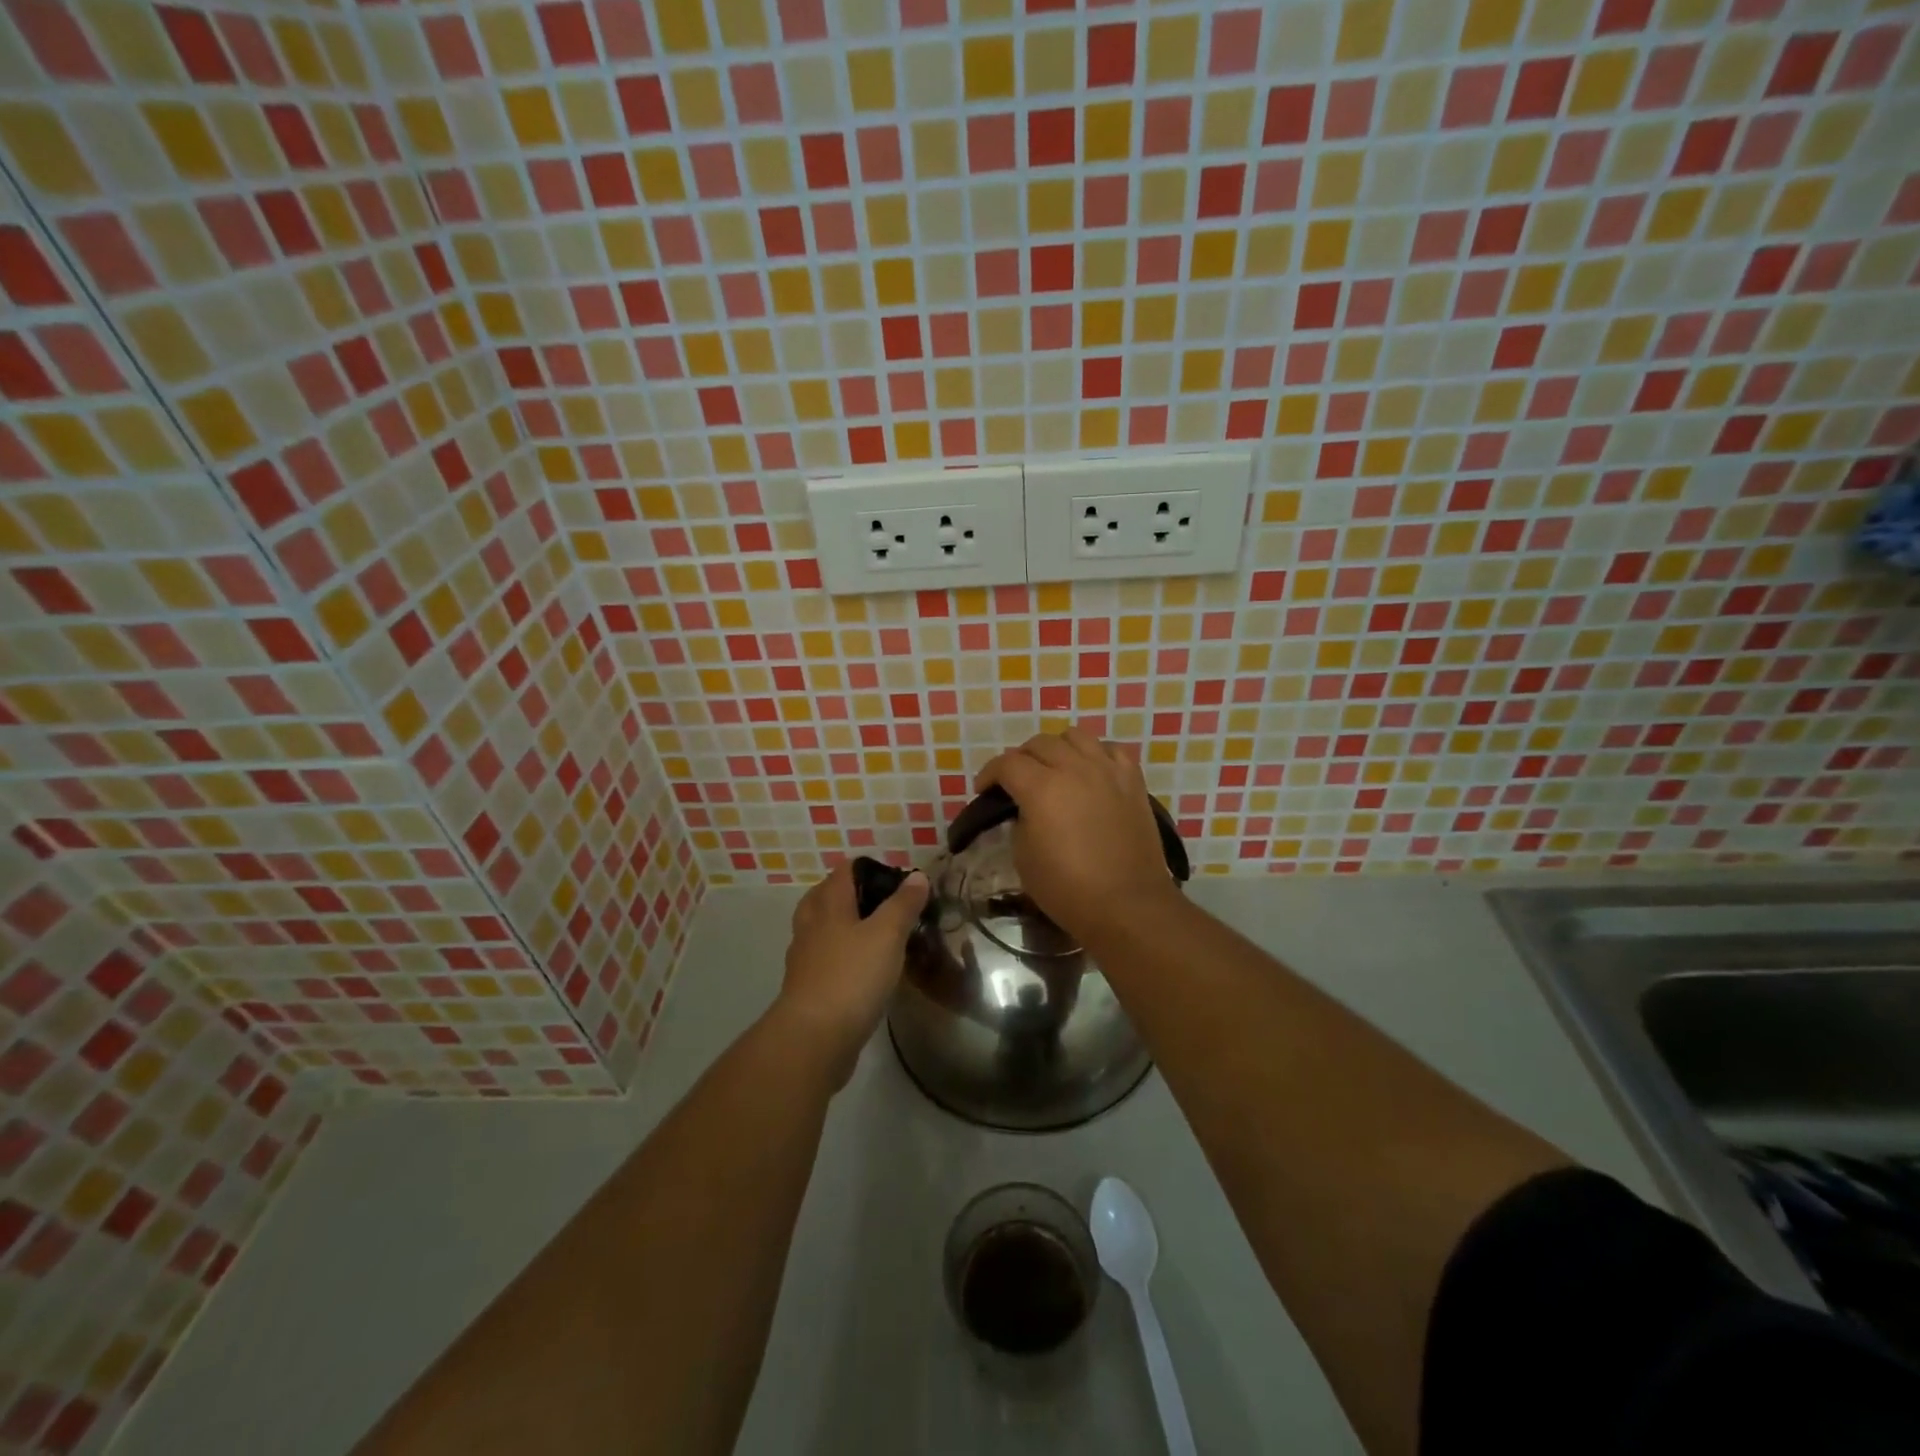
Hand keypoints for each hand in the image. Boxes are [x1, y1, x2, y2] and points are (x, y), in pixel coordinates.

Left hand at [775, 861, 928, 1084]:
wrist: (814, 1038)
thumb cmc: (852, 976)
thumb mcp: (887, 935)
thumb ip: (903, 904)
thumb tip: (916, 876)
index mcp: (829, 906)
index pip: (844, 871)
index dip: (867, 868)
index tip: (895, 879)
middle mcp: (811, 926)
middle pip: (824, 897)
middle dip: (849, 894)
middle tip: (880, 903)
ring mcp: (804, 959)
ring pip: (821, 930)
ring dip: (842, 926)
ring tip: (871, 934)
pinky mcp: (806, 989)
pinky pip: (823, 960)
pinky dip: (839, 956)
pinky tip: (859, 969)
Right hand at [976, 728, 1180, 943]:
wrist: (1127, 905)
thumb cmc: (1068, 888)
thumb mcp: (1023, 857)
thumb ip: (1019, 821)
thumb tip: (1027, 809)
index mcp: (1041, 788)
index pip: (1006, 763)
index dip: (989, 774)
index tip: (984, 790)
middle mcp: (1074, 768)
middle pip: (1039, 743)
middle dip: (1020, 758)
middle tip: (1016, 781)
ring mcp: (1107, 771)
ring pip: (1075, 736)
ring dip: (1057, 749)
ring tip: (1054, 769)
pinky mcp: (1133, 781)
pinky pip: (1110, 750)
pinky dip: (1094, 755)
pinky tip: (1090, 772)